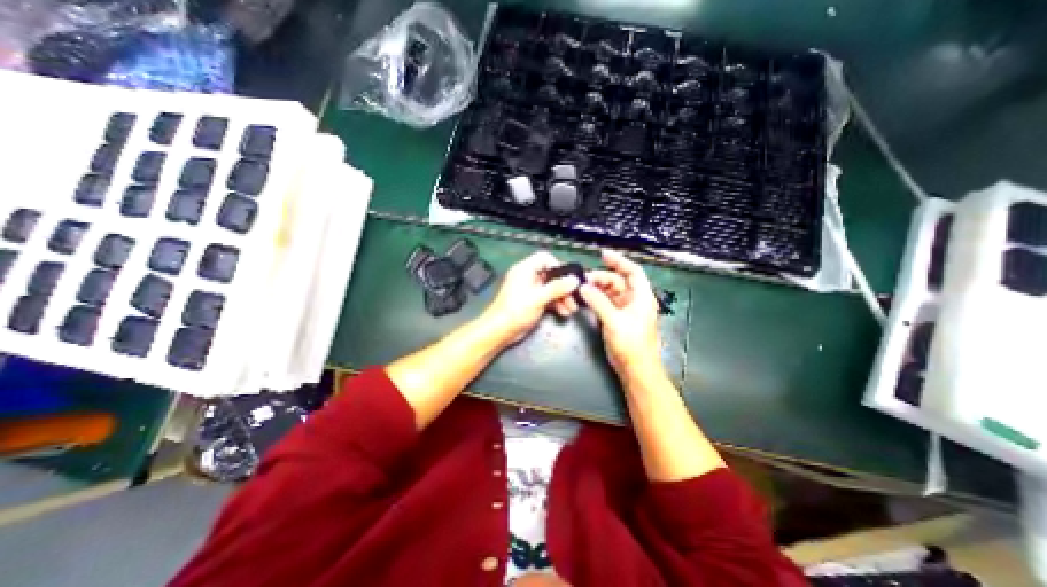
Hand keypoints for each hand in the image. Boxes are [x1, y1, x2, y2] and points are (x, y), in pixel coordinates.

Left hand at [479, 251, 581, 344]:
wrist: (499, 331)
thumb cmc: (516, 311)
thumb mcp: (538, 298)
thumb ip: (557, 288)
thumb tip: (574, 280)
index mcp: (525, 269)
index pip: (545, 258)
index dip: (558, 266)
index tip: (568, 279)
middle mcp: (527, 276)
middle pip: (550, 275)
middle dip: (563, 286)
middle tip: (574, 298)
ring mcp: (529, 289)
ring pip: (550, 287)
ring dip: (562, 297)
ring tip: (571, 309)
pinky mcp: (531, 301)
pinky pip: (547, 297)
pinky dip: (555, 303)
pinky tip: (563, 312)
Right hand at [573, 250, 661, 378]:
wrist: (636, 369)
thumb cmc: (631, 344)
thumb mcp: (613, 321)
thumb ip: (598, 302)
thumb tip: (583, 287)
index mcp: (642, 297)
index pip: (633, 271)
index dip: (619, 261)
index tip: (603, 255)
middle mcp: (635, 300)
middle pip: (619, 281)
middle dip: (602, 277)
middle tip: (585, 278)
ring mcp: (626, 310)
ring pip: (611, 292)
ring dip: (598, 288)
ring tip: (583, 288)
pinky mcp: (618, 319)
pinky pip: (607, 302)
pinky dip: (597, 298)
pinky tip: (587, 298)